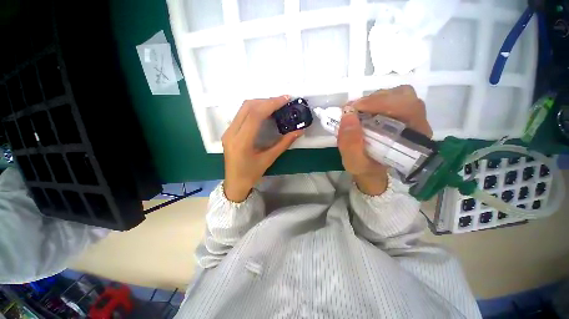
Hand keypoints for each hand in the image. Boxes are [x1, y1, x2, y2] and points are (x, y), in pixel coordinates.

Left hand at [222, 96, 302, 201]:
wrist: (234, 183)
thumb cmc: (251, 174)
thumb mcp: (269, 159)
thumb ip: (284, 144)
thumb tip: (299, 131)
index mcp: (241, 142)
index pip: (255, 115)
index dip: (270, 104)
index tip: (285, 99)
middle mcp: (231, 133)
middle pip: (247, 107)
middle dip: (266, 101)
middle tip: (282, 101)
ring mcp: (228, 131)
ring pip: (243, 108)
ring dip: (260, 103)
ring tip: (275, 105)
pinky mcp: (229, 131)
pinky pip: (241, 114)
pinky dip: (254, 109)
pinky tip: (264, 112)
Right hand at [337, 85, 431, 195]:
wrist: (373, 172)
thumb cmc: (367, 170)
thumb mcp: (355, 164)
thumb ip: (350, 145)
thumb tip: (347, 115)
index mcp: (414, 139)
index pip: (409, 109)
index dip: (382, 103)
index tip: (355, 108)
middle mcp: (417, 124)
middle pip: (405, 97)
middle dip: (375, 100)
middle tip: (353, 109)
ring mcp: (409, 117)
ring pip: (398, 95)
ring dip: (374, 99)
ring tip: (357, 110)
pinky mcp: (399, 115)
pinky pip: (391, 99)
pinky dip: (373, 101)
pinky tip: (362, 111)